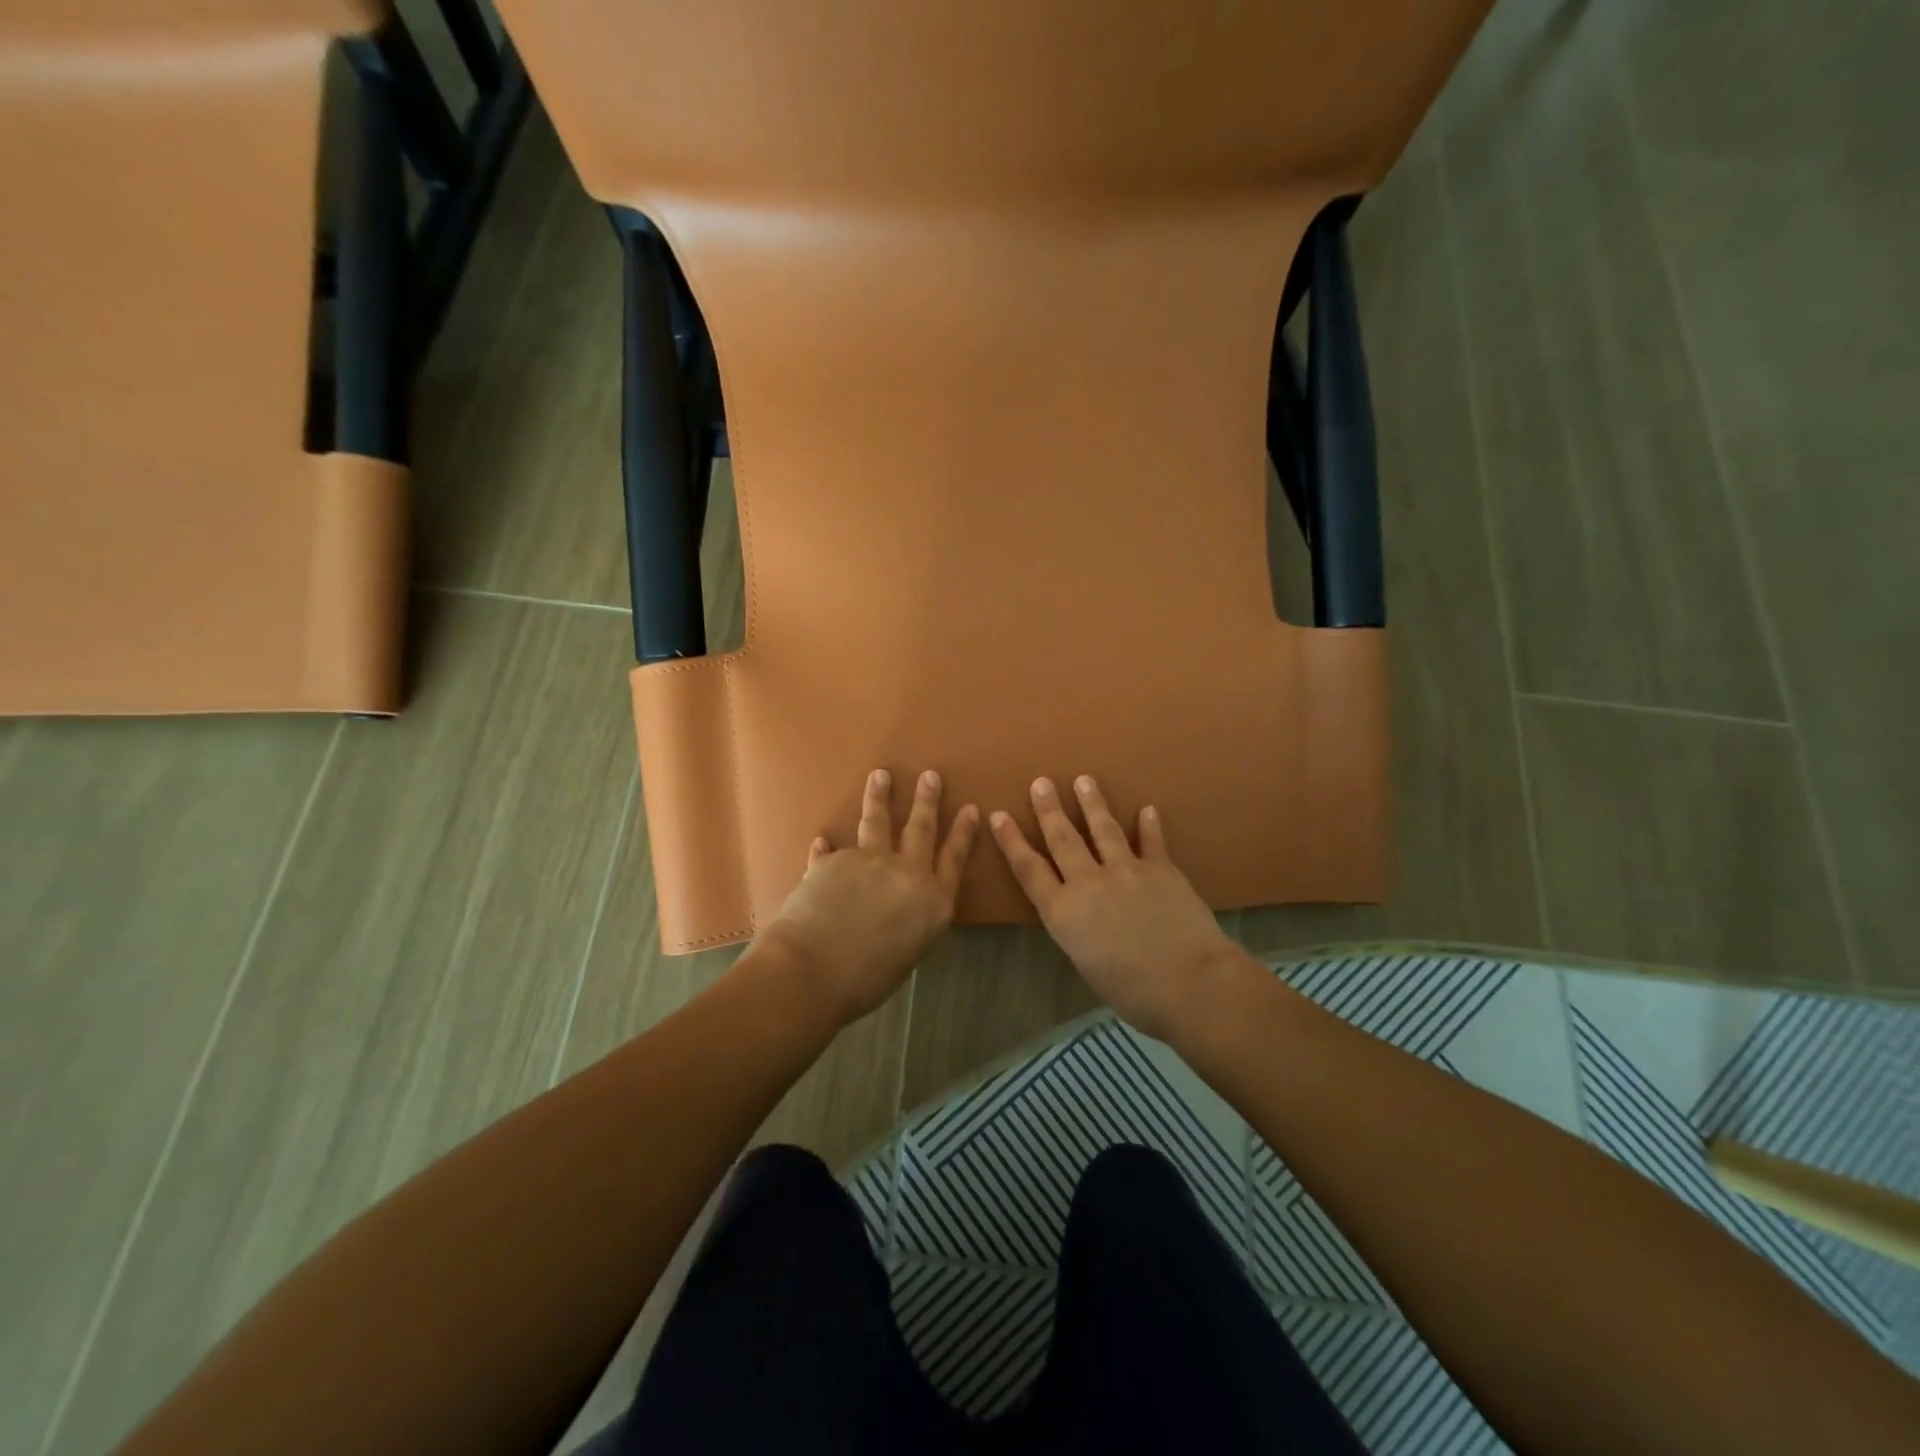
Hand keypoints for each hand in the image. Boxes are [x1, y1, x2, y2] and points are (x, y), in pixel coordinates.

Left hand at [761, 768, 979, 1023]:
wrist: (813, 971)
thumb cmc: (866, 980)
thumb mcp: (909, 952)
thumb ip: (912, 920)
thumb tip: (901, 906)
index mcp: (933, 901)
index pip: (955, 858)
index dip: (964, 832)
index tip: (971, 808)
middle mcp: (907, 873)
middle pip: (921, 828)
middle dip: (927, 799)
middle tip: (930, 775)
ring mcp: (870, 861)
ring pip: (878, 821)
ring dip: (880, 796)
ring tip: (880, 775)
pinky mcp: (834, 860)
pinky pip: (833, 850)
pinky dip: (829, 847)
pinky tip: (823, 840)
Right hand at [990, 776, 1242, 1040]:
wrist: (1190, 982)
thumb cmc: (1133, 992)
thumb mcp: (1087, 965)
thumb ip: (1079, 932)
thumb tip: (1084, 919)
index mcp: (1064, 912)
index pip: (1029, 869)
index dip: (1012, 841)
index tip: (999, 815)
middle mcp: (1089, 882)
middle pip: (1062, 839)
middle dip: (1049, 809)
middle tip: (1041, 782)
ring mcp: (1126, 870)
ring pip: (1103, 829)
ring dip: (1092, 803)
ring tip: (1084, 780)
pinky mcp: (1161, 869)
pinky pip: (1152, 842)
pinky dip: (1150, 825)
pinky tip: (1148, 809)